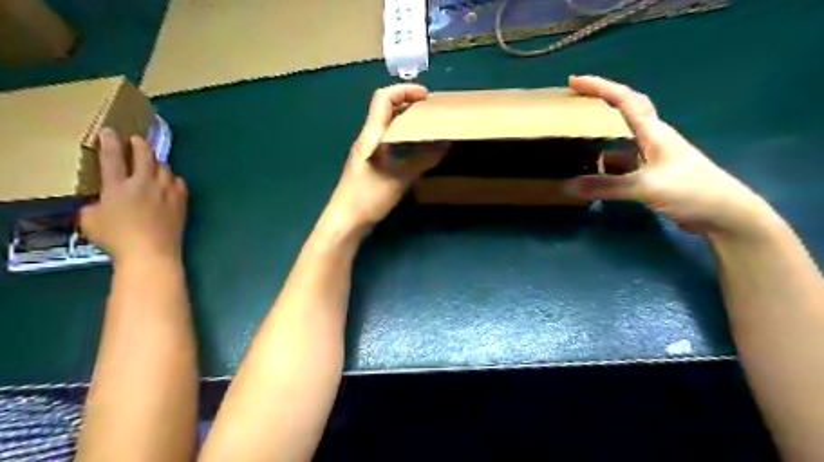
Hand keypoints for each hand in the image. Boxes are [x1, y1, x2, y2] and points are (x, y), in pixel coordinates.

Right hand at [80, 128, 187, 261]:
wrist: (151, 252)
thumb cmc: (117, 239)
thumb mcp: (90, 221)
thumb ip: (94, 205)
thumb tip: (101, 201)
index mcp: (118, 186)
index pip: (113, 157)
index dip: (110, 141)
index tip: (109, 131)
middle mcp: (144, 184)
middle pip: (144, 155)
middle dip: (139, 144)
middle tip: (136, 139)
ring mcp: (166, 191)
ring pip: (164, 167)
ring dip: (156, 163)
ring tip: (152, 163)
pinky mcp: (181, 201)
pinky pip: (179, 182)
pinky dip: (172, 179)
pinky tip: (169, 182)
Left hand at [321, 83, 449, 234]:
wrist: (345, 221)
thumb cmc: (368, 198)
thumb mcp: (399, 179)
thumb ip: (422, 161)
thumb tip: (445, 144)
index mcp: (371, 135)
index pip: (383, 98)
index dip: (404, 91)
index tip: (427, 97)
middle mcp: (368, 138)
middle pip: (386, 110)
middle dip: (409, 105)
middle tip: (432, 112)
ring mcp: (368, 152)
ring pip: (388, 127)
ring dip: (407, 123)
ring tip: (429, 128)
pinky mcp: (371, 164)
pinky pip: (389, 143)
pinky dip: (404, 139)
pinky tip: (416, 150)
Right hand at [572, 75, 776, 240]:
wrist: (725, 215)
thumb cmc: (692, 191)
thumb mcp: (647, 187)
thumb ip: (608, 186)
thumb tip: (571, 186)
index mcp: (654, 132)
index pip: (624, 100)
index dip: (600, 87)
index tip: (574, 81)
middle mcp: (653, 138)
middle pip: (624, 111)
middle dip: (599, 103)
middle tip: (573, 102)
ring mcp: (654, 157)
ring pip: (621, 139)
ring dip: (601, 135)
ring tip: (576, 138)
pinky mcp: (653, 174)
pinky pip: (623, 163)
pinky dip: (606, 165)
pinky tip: (593, 172)